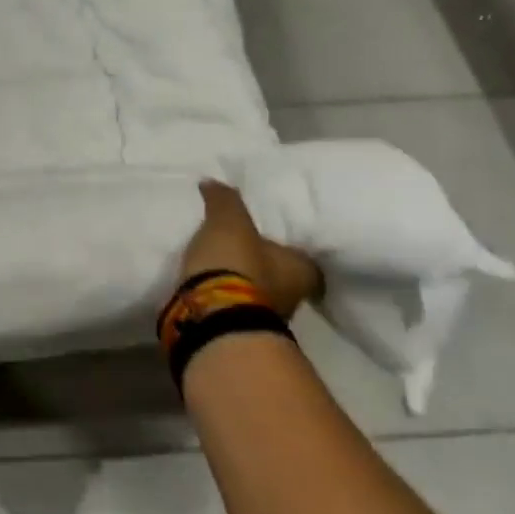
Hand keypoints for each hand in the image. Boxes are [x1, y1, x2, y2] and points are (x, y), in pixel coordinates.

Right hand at [180, 180, 323, 319]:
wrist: (212, 317)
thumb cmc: (236, 264)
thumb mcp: (228, 221)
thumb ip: (224, 200)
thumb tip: (214, 182)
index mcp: (302, 271)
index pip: (305, 258)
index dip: (290, 248)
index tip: (276, 239)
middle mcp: (293, 298)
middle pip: (282, 278)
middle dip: (263, 266)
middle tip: (243, 248)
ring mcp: (265, 319)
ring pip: (257, 294)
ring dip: (242, 284)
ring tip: (220, 266)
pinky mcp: (237, 330)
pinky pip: (233, 307)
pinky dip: (224, 297)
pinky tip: (209, 286)